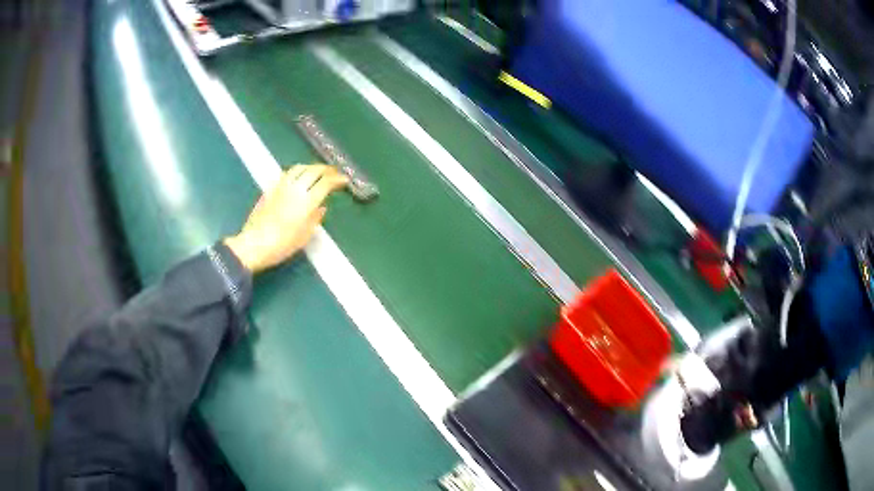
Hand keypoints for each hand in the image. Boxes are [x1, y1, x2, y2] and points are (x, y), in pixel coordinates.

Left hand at [225, 164, 347, 273]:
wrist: (255, 244)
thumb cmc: (282, 245)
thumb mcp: (304, 237)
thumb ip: (315, 219)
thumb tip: (321, 208)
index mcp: (307, 202)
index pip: (326, 183)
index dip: (337, 179)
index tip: (344, 180)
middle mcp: (295, 189)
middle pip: (314, 171)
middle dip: (326, 169)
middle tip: (333, 172)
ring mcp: (281, 187)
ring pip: (299, 168)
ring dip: (311, 167)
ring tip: (316, 171)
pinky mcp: (270, 189)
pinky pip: (286, 173)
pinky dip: (297, 171)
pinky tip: (297, 176)